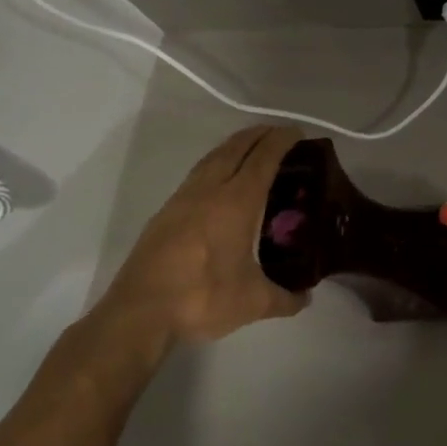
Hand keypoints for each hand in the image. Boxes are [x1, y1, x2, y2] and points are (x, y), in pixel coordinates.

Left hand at [82, 124, 308, 365]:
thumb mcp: (254, 302)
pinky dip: (215, 165)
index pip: (263, 158)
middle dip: (258, 135)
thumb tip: (306, 298)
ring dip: (234, 146)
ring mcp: (182, 200)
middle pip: (235, 148)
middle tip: (278, 134)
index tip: (297, 132)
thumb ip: (286, 298)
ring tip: (250, 148)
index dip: (281, 141)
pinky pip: (197, 175)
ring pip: (212, 158)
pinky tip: (218, 181)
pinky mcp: (165, 214)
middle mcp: (209, 191)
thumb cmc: (203, 298)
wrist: (139, 313)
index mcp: (237, 202)